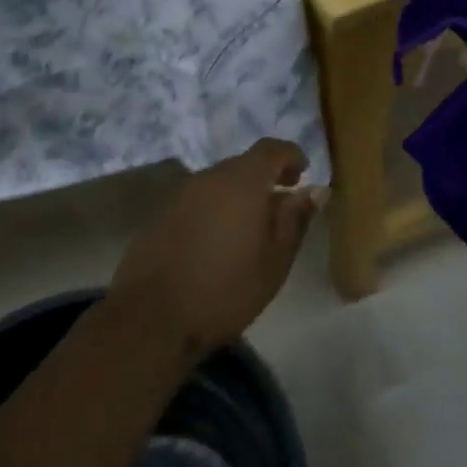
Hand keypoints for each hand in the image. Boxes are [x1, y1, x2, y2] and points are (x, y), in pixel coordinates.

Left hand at [109, 138, 321, 353]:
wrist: (152, 317)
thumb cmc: (225, 291)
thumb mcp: (274, 261)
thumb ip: (295, 220)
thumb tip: (314, 190)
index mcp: (241, 182)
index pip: (271, 149)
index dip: (291, 156)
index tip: (303, 175)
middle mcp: (208, 178)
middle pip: (243, 164)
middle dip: (265, 178)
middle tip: (281, 207)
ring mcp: (180, 195)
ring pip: (218, 182)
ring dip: (238, 195)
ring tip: (252, 229)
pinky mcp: (161, 214)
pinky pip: (198, 200)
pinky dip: (215, 209)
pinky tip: (218, 241)